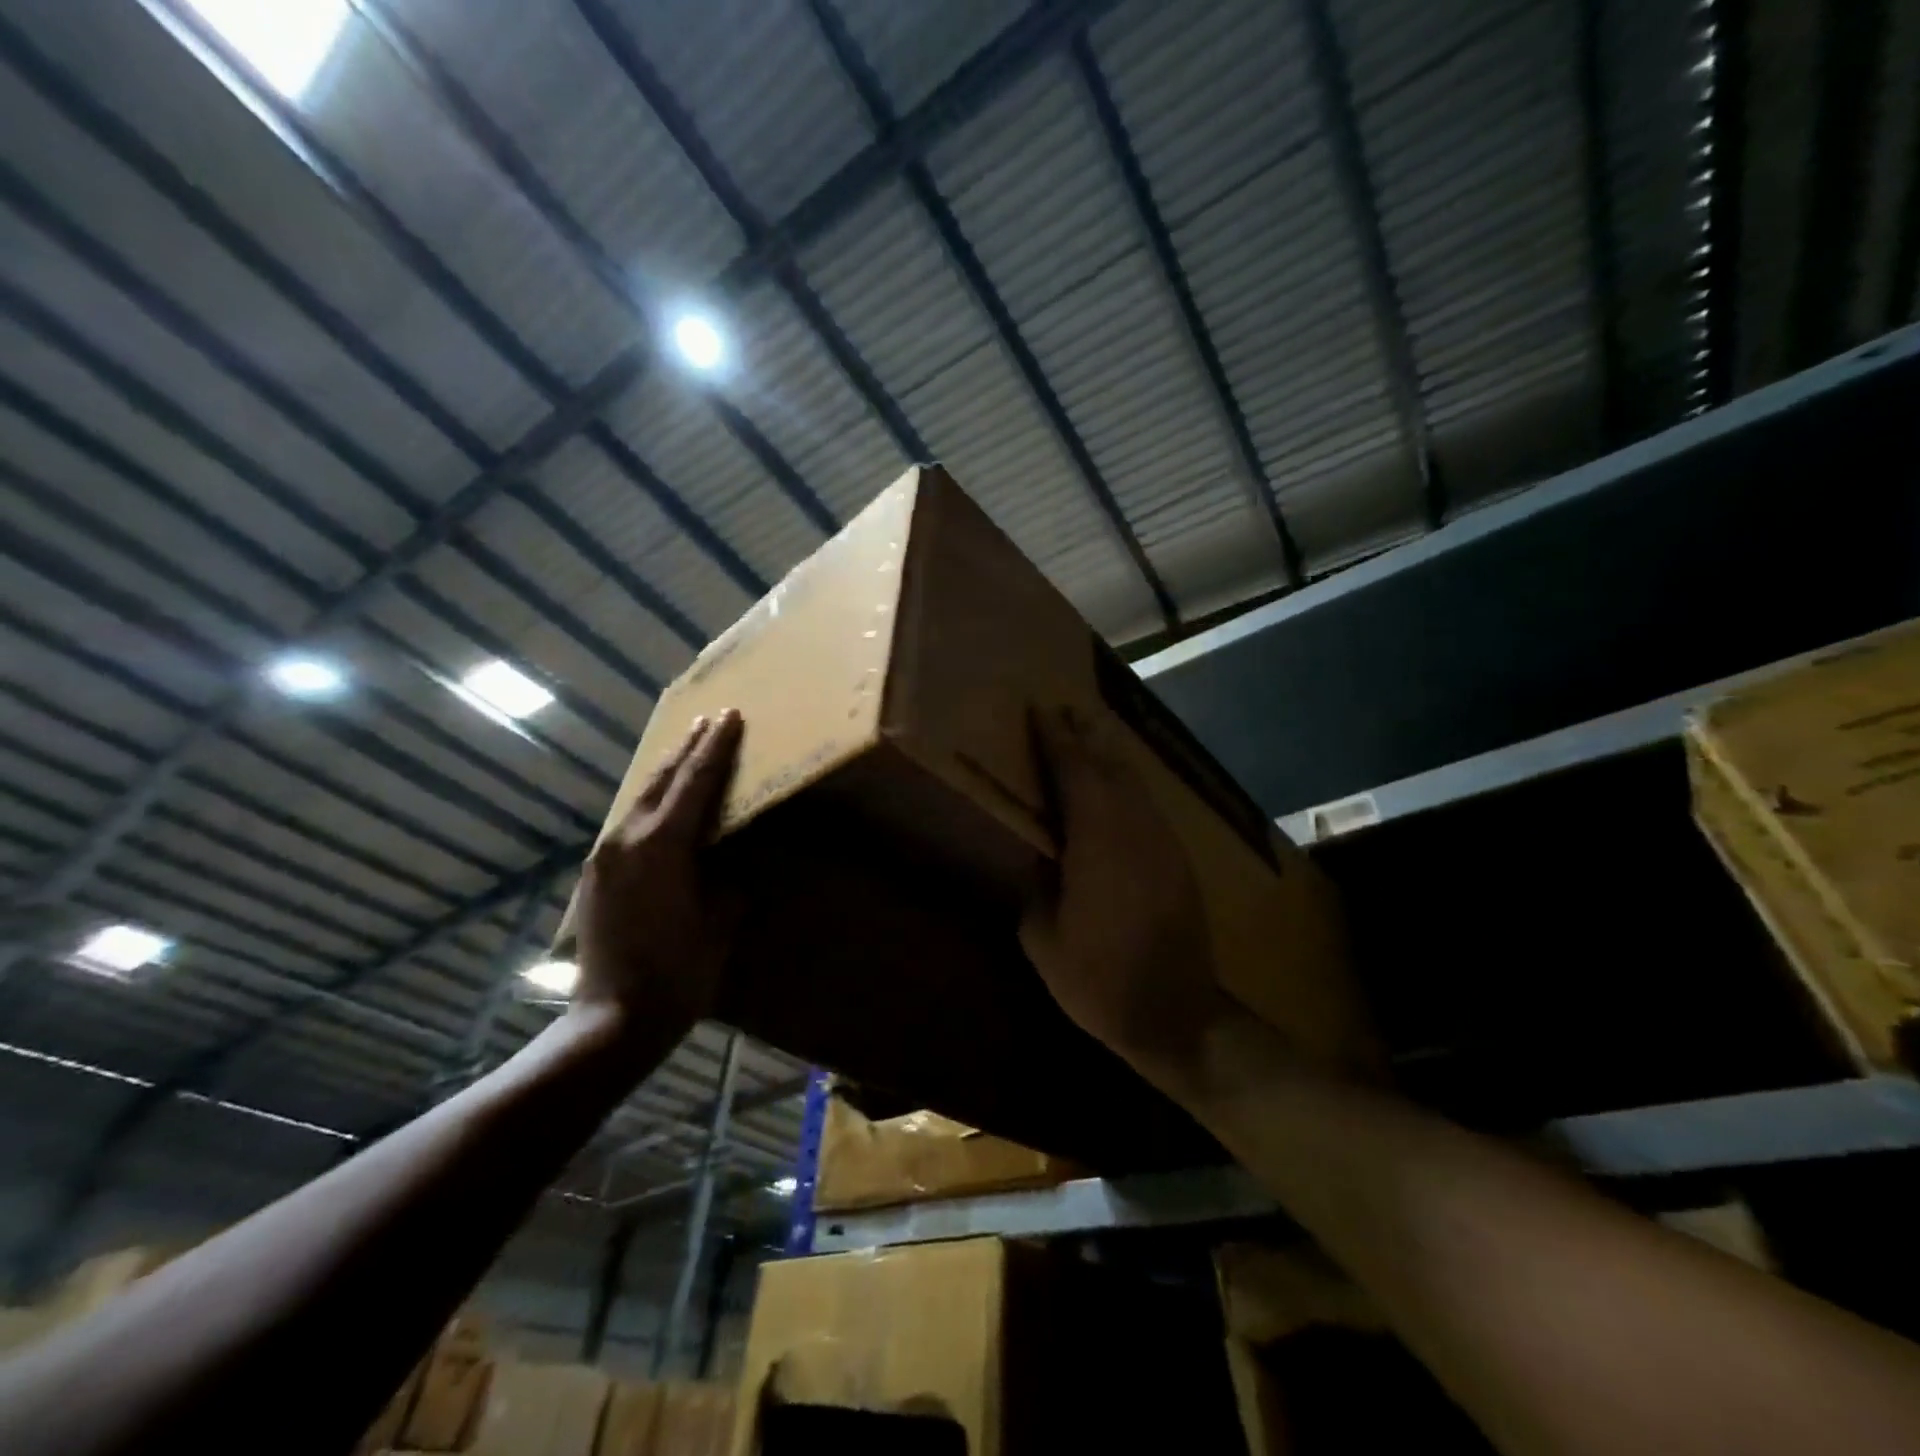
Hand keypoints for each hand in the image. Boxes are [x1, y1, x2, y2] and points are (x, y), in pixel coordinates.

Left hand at [573, 710, 743, 1039]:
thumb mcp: (719, 923)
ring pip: (640, 799)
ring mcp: (605, 857)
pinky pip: (627, 823)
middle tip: (710, 720)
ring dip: (666, 772)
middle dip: (687, 748)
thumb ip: (727, 881)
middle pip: (661, 780)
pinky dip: (650, 802)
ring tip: (686, 748)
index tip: (730, 716)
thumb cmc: (678, 974)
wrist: (611, 1021)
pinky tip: (659, 803)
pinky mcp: (596, 876)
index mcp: (662, 847)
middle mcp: (627, 841)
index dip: (716, 748)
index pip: (695, 783)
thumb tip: (730, 861)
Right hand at [1019, 705, 1228, 1081]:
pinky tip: (1116, 785)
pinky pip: (1148, 805)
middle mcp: (1134, 831)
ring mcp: (1163, 843)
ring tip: (1089, 733)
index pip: (1074, 775)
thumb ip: (1036, 885)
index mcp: (1097, 843)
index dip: (1056, 741)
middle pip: (1110, 767)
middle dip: (1088, 736)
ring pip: (1135, 783)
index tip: (1041, 710)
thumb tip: (1040, 854)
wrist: (1176, 1016)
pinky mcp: (1178, 860)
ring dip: (1110, 756)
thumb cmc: (1098, 981)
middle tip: (1066, 709)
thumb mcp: (1044, 938)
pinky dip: (1128, 785)